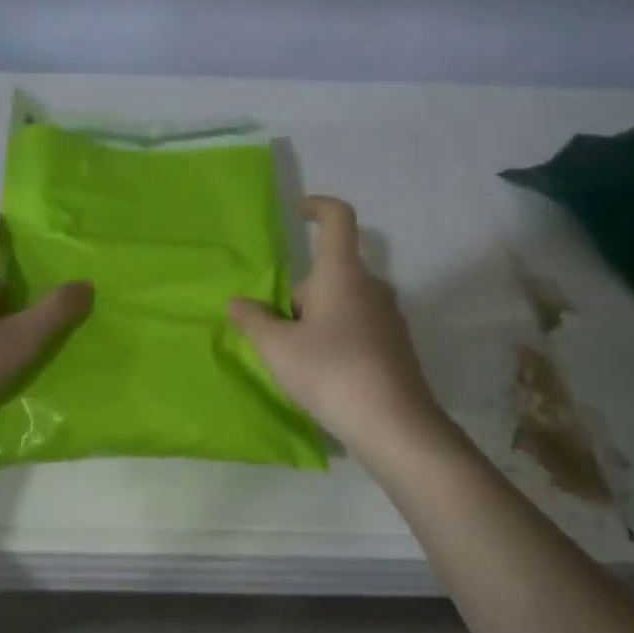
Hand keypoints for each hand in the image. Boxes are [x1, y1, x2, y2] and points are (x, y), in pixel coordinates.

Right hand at [228, 196, 445, 454]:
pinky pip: (356, 326)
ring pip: (341, 302)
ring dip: (314, 319)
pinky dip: (335, 338)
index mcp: (343, 274)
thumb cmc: (332, 373)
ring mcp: (388, 317)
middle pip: (329, 273)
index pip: (338, 218)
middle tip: (274, 333)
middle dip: (297, 295)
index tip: (297, 211)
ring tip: (294, 359)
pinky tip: (323, 375)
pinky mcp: (396, 345)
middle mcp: (371, 287)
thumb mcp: (278, 348)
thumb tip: (237, 302)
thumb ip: (253, 320)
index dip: (318, 206)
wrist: (395, 426)